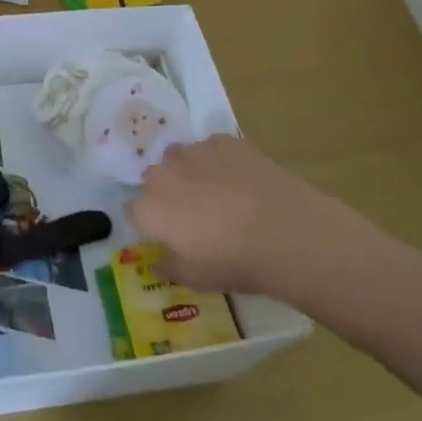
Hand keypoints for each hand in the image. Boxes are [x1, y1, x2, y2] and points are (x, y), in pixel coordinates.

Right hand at [130, 136, 376, 307]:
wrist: (287, 232)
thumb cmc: (235, 262)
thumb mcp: (197, 279)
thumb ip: (169, 268)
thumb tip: (158, 263)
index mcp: (149, 208)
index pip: (134, 212)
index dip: (151, 224)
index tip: (170, 237)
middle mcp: (163, 174)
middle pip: (155, 180)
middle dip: (168, 195)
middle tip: (196, 217)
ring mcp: (193, 152)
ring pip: (180, 159)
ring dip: (189, 173)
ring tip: (219, 194)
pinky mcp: (223, 141)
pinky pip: (210, 149)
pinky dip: (218, 162)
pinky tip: (242, 181)